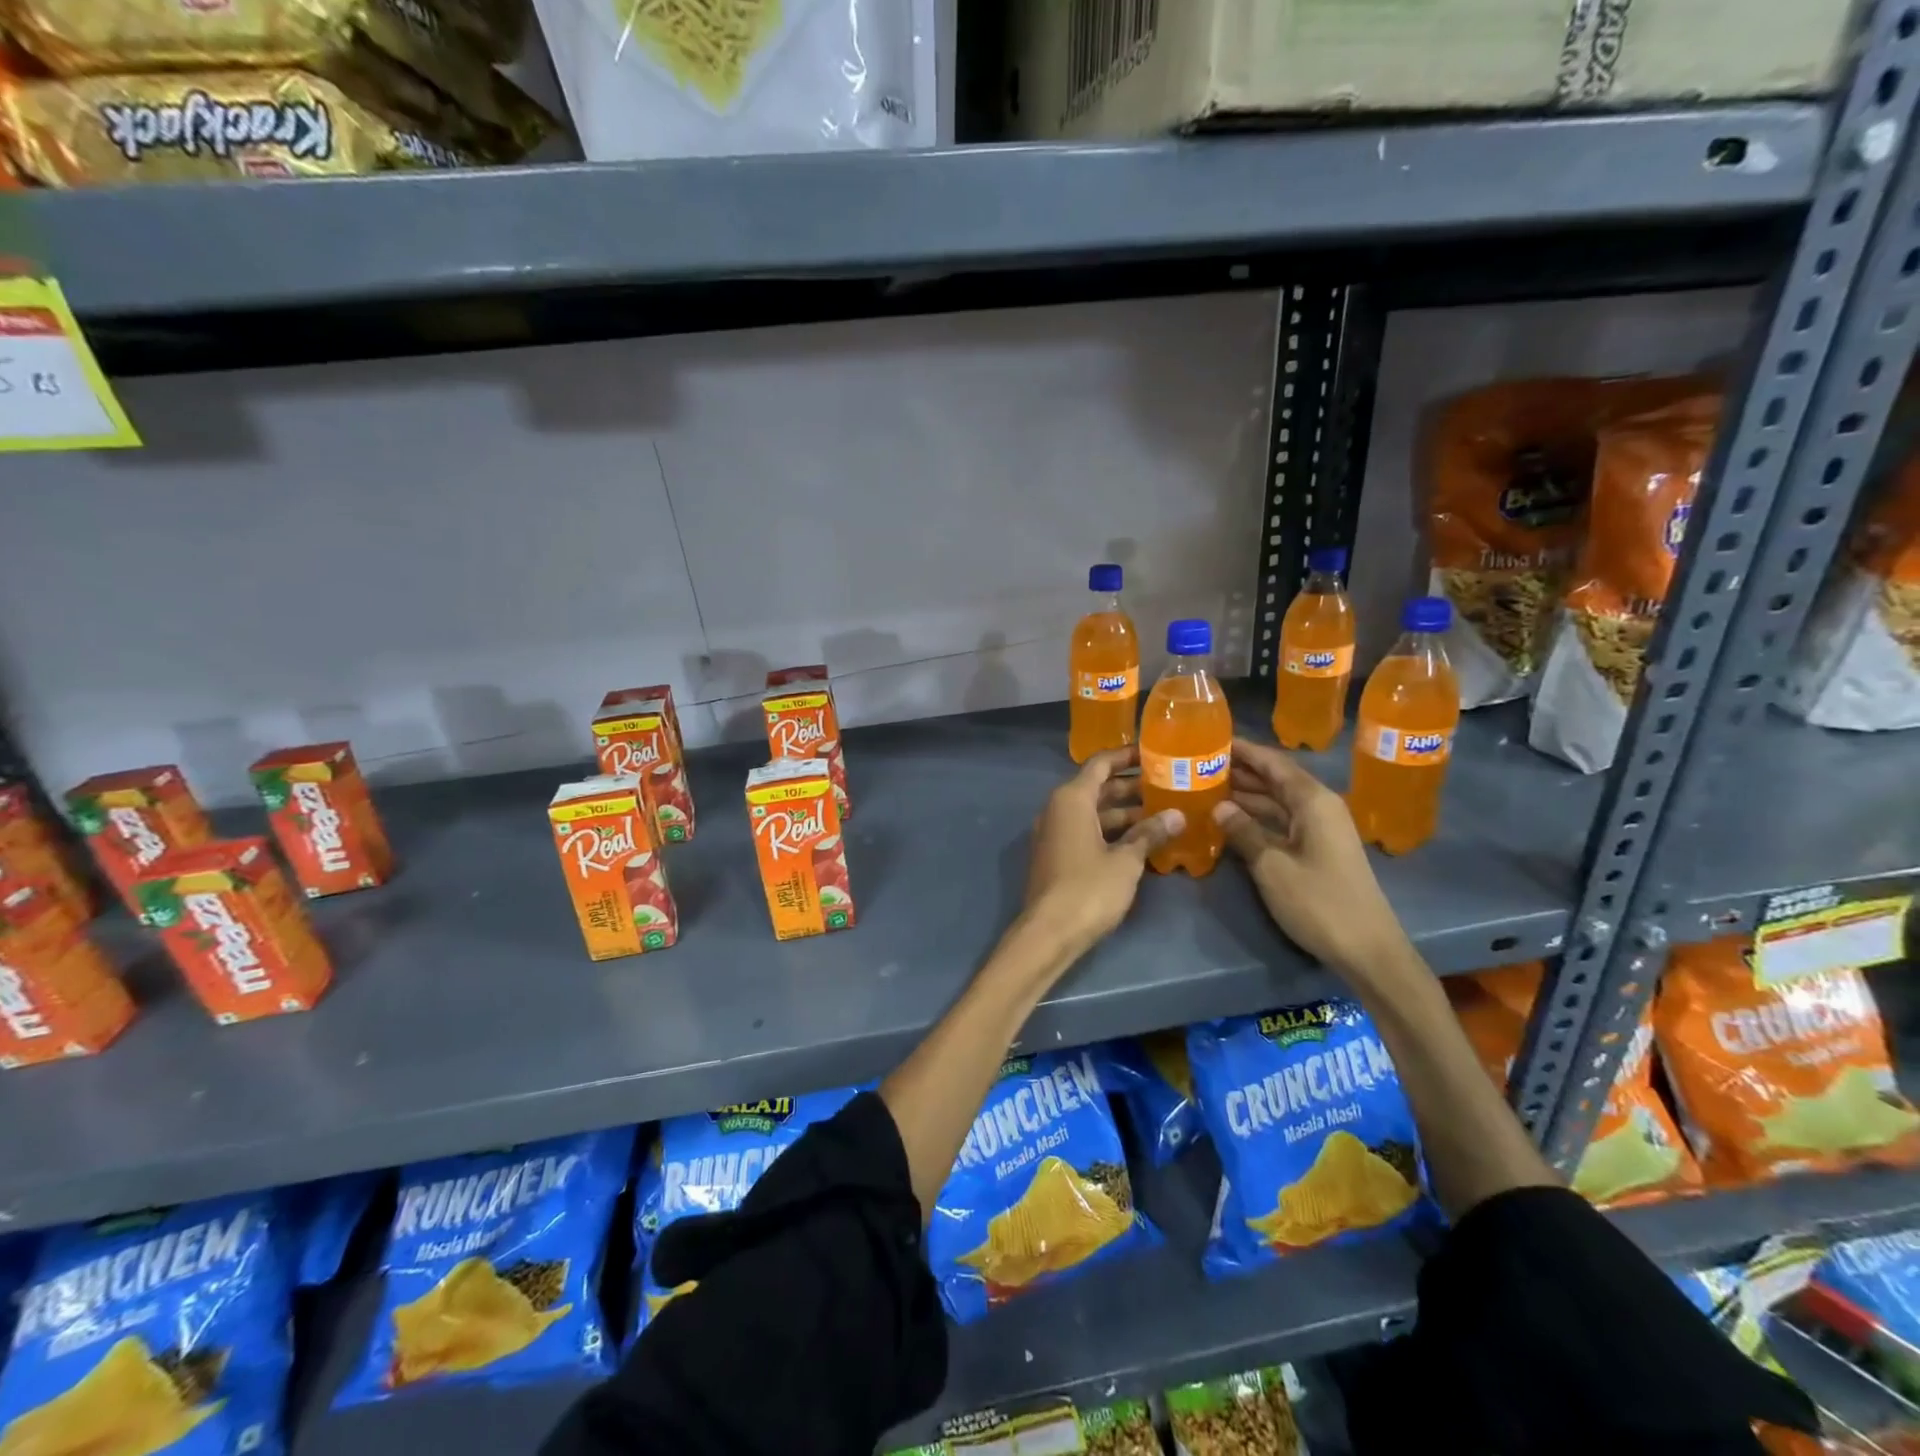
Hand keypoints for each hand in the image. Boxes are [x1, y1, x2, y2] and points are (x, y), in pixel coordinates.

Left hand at [1022, 746, 1183, 958]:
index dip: (1127, 756)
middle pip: (1098, 788)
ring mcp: (1055, 833)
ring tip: (1163, 813)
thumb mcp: (1126, 861)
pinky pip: (1087, 831)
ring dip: (1124, 812)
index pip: (1100, 764)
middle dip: (1132, 787)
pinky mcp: (1057, 855)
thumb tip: (1177, 815)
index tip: (1154, 753)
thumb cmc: (1089, 889)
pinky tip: (1141, 841)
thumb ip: (1149, 834)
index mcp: (1071, 799)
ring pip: (1094, 812)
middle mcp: (1058, 809)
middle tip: (1168, 785)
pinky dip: (1111, 831)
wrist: (1049, 932)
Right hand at [1214, 737, 1412, 979]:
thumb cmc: (1319, 902)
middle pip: (1276, 778)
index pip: (1273, 763)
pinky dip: (1257, 817)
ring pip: (1277, 801)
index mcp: (1313, 801)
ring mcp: (1321, 829)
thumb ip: (1244, 831)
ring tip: (1207, 787)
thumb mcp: (1272, 866)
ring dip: (1246, 794)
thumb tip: (1219, 806)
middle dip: (1240, 770)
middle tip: (1200, 764)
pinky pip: (1282, 821)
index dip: (1243, 750)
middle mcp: (1320, 807)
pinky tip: (1230, 820)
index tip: (1211, 739)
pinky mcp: (1319, 849)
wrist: (1367, 950)